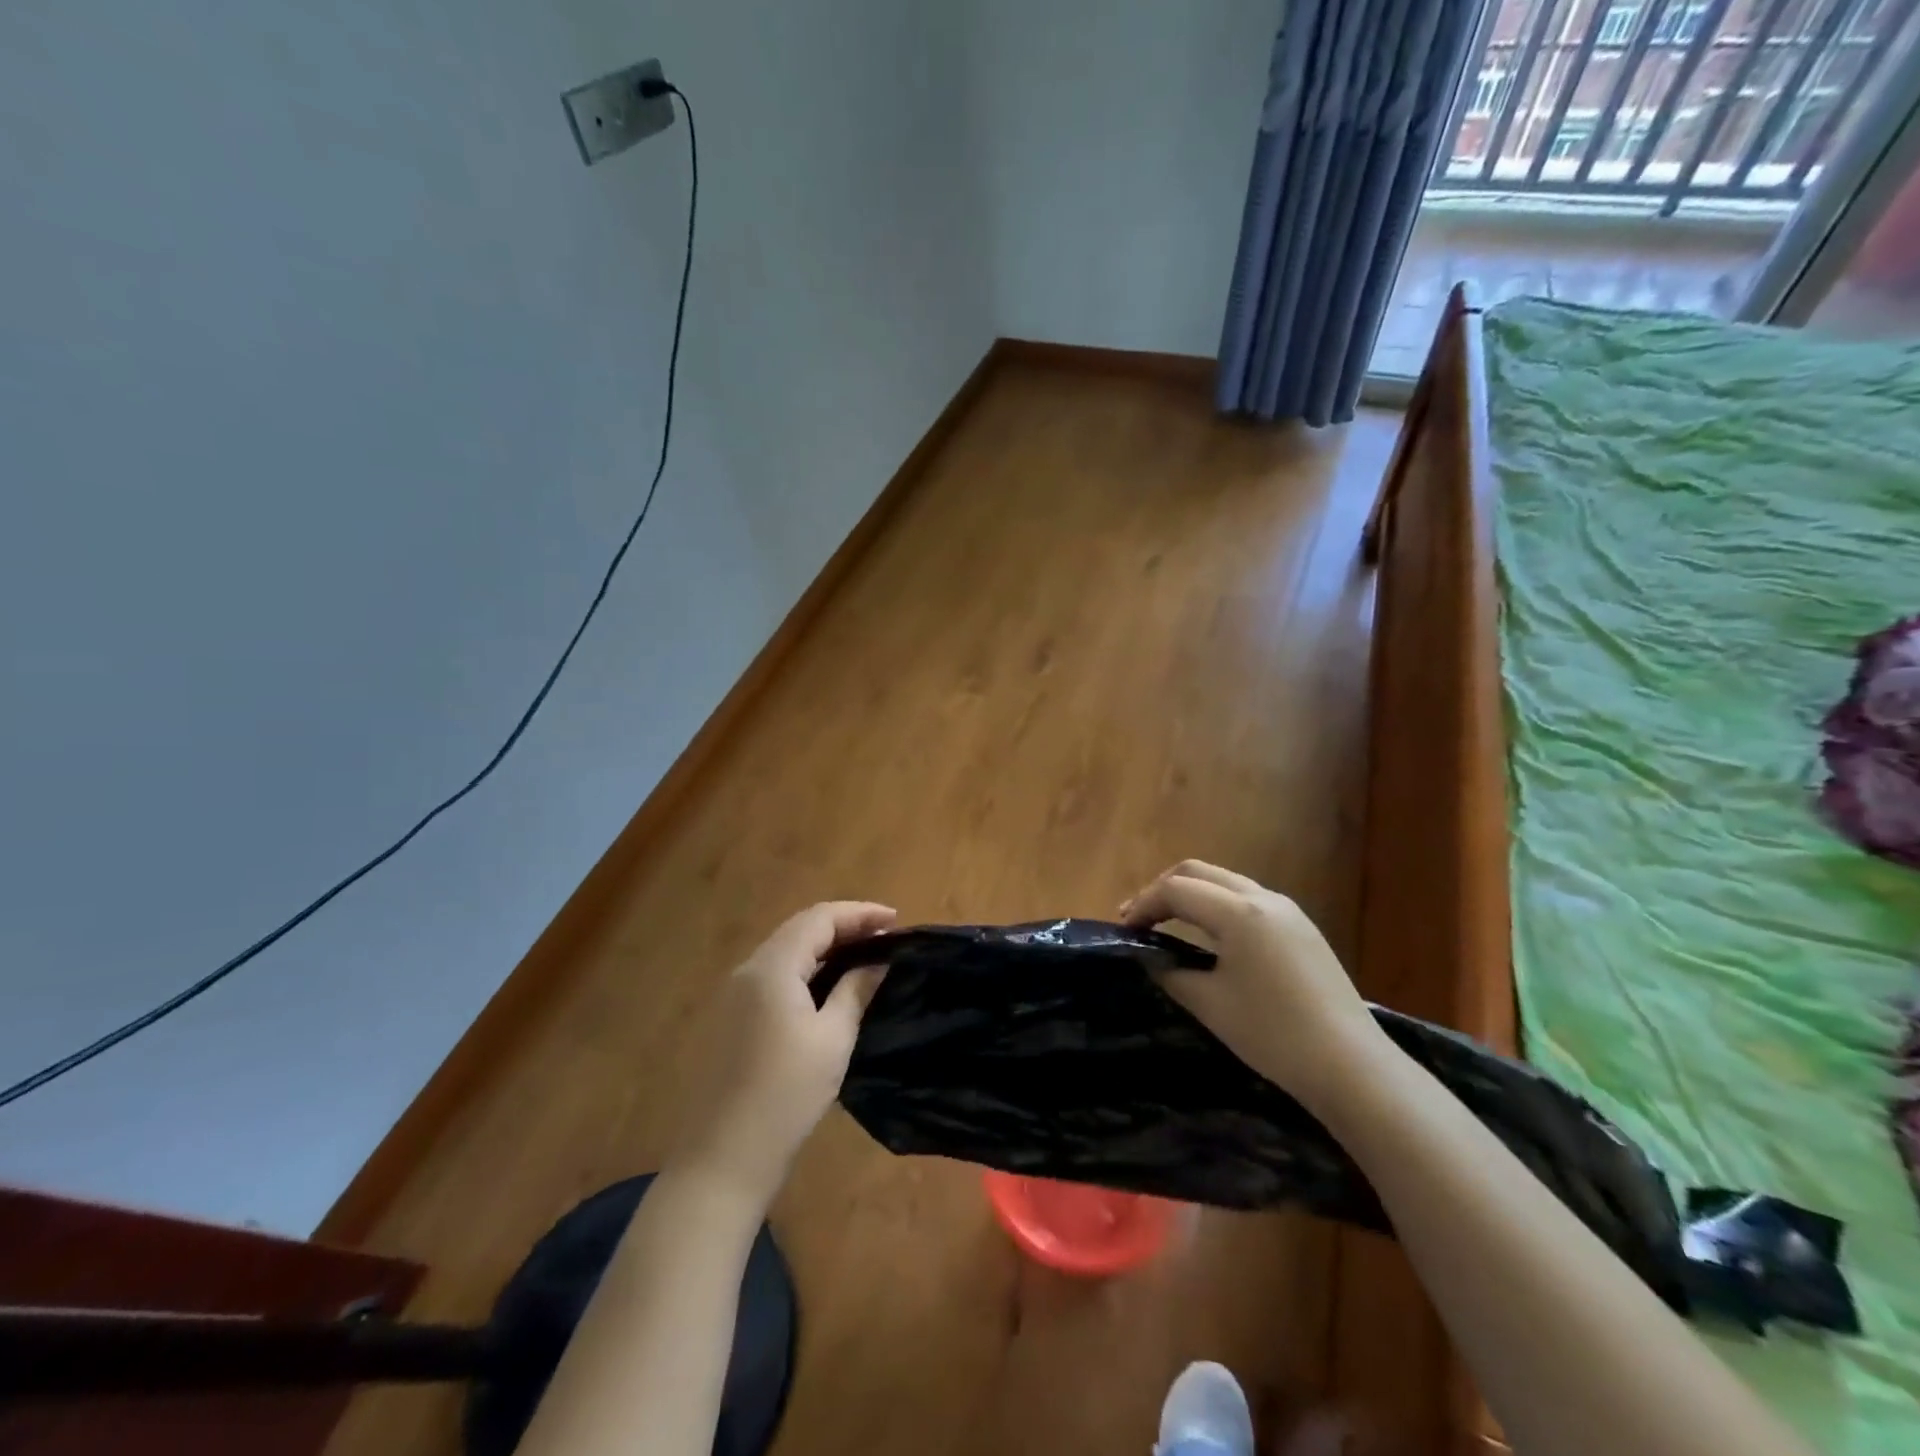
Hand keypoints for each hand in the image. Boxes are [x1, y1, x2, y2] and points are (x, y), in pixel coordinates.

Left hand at [671, 901, 895, 1209]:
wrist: (720, 1161)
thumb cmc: (785, 1096)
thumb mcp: (832, 1040)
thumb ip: (855, 991)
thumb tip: (878, 962)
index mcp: (771, 967)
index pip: (819, 918)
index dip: (860, 913)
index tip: (897, 921)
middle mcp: (746, 970)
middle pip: (799, 929)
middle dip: (844, 926)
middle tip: (884, 937)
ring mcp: (731, 994)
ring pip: (784, 952)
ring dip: (824, 947)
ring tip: (863, 956)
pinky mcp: (728, 1018)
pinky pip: (772, 975)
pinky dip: (804, 969)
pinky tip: (826, 986)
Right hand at [1122, 860, 1386, 1115]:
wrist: (1352, 1067)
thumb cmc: (1273, 1034)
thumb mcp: (1210, 1004)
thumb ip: (1171, 973)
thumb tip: (1151, 958)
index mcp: (1238, 912)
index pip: (1175, 890)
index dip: (1143, 905)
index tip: (1122, 929)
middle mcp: (1263, 898)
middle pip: (1198, 871)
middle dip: (1163, 889)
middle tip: (1138, 918)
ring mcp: (1288, 911)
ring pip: (1225, 882)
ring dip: (1191, 894)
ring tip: (1167, 922)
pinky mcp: (1302, 929)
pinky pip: (1248, 900)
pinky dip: (1217, 906)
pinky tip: (1209, 936)